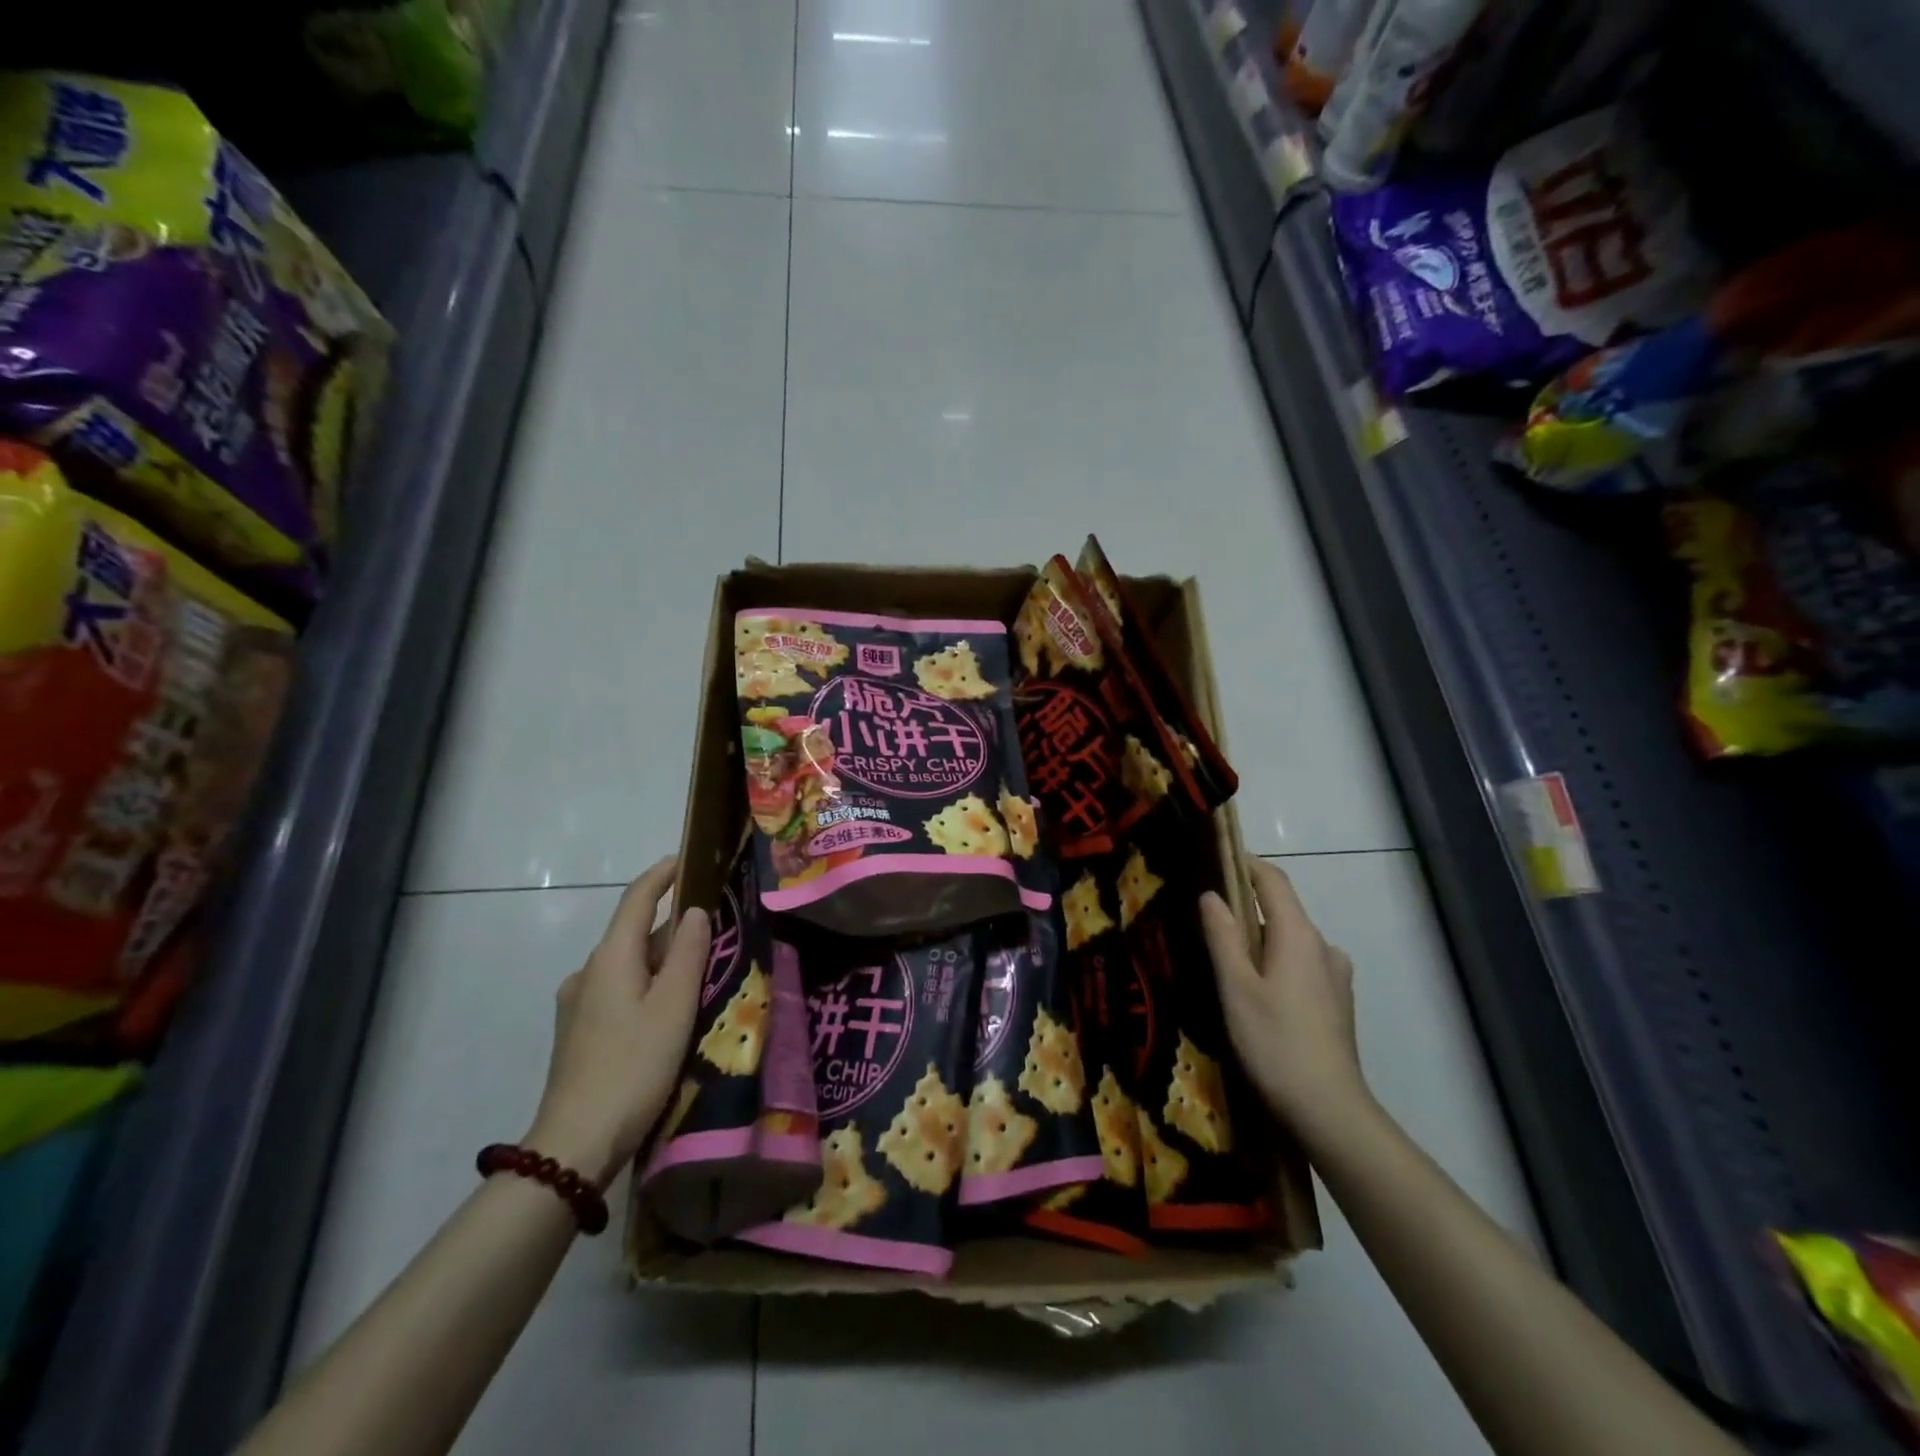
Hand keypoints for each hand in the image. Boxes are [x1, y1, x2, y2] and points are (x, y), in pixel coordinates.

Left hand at [524, 858, 709, 1186]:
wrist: (574, 1144)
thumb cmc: (633, 1066)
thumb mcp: (674, 1006)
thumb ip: (687, 953)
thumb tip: (693, 912)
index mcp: (610, 958)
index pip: (636, 899)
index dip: (661, 875)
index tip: (687, 860)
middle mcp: (588, 972)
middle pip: (633, 932)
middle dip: (671, 925)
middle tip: (715, 930)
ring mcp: (577, 1004)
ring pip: (627, 965)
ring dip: (661, 960)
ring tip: (699, 972)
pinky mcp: (578, 1033)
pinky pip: (618, 990)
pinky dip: (647, 985)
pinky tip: (668, 1010)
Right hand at [1200, 857, 1367, 1137]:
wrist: (1330, 1111)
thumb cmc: (1274, 1042)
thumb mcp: (1236, 987)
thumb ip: (1222, 936)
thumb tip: (1211, 895)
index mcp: (1299, 935)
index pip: (1273, 881)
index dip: (1246, 863)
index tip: (1217, 855)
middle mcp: (1323, 947)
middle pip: (1282, 910)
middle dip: (1247, 905)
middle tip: (1208, 915)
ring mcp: (1335, 977)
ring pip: (1292, 940)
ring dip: (1262, 939)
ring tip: (1227, 958)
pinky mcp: (1337, 1003)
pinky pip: (1302, 965)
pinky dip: (1277, 962)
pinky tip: (1258, 991)